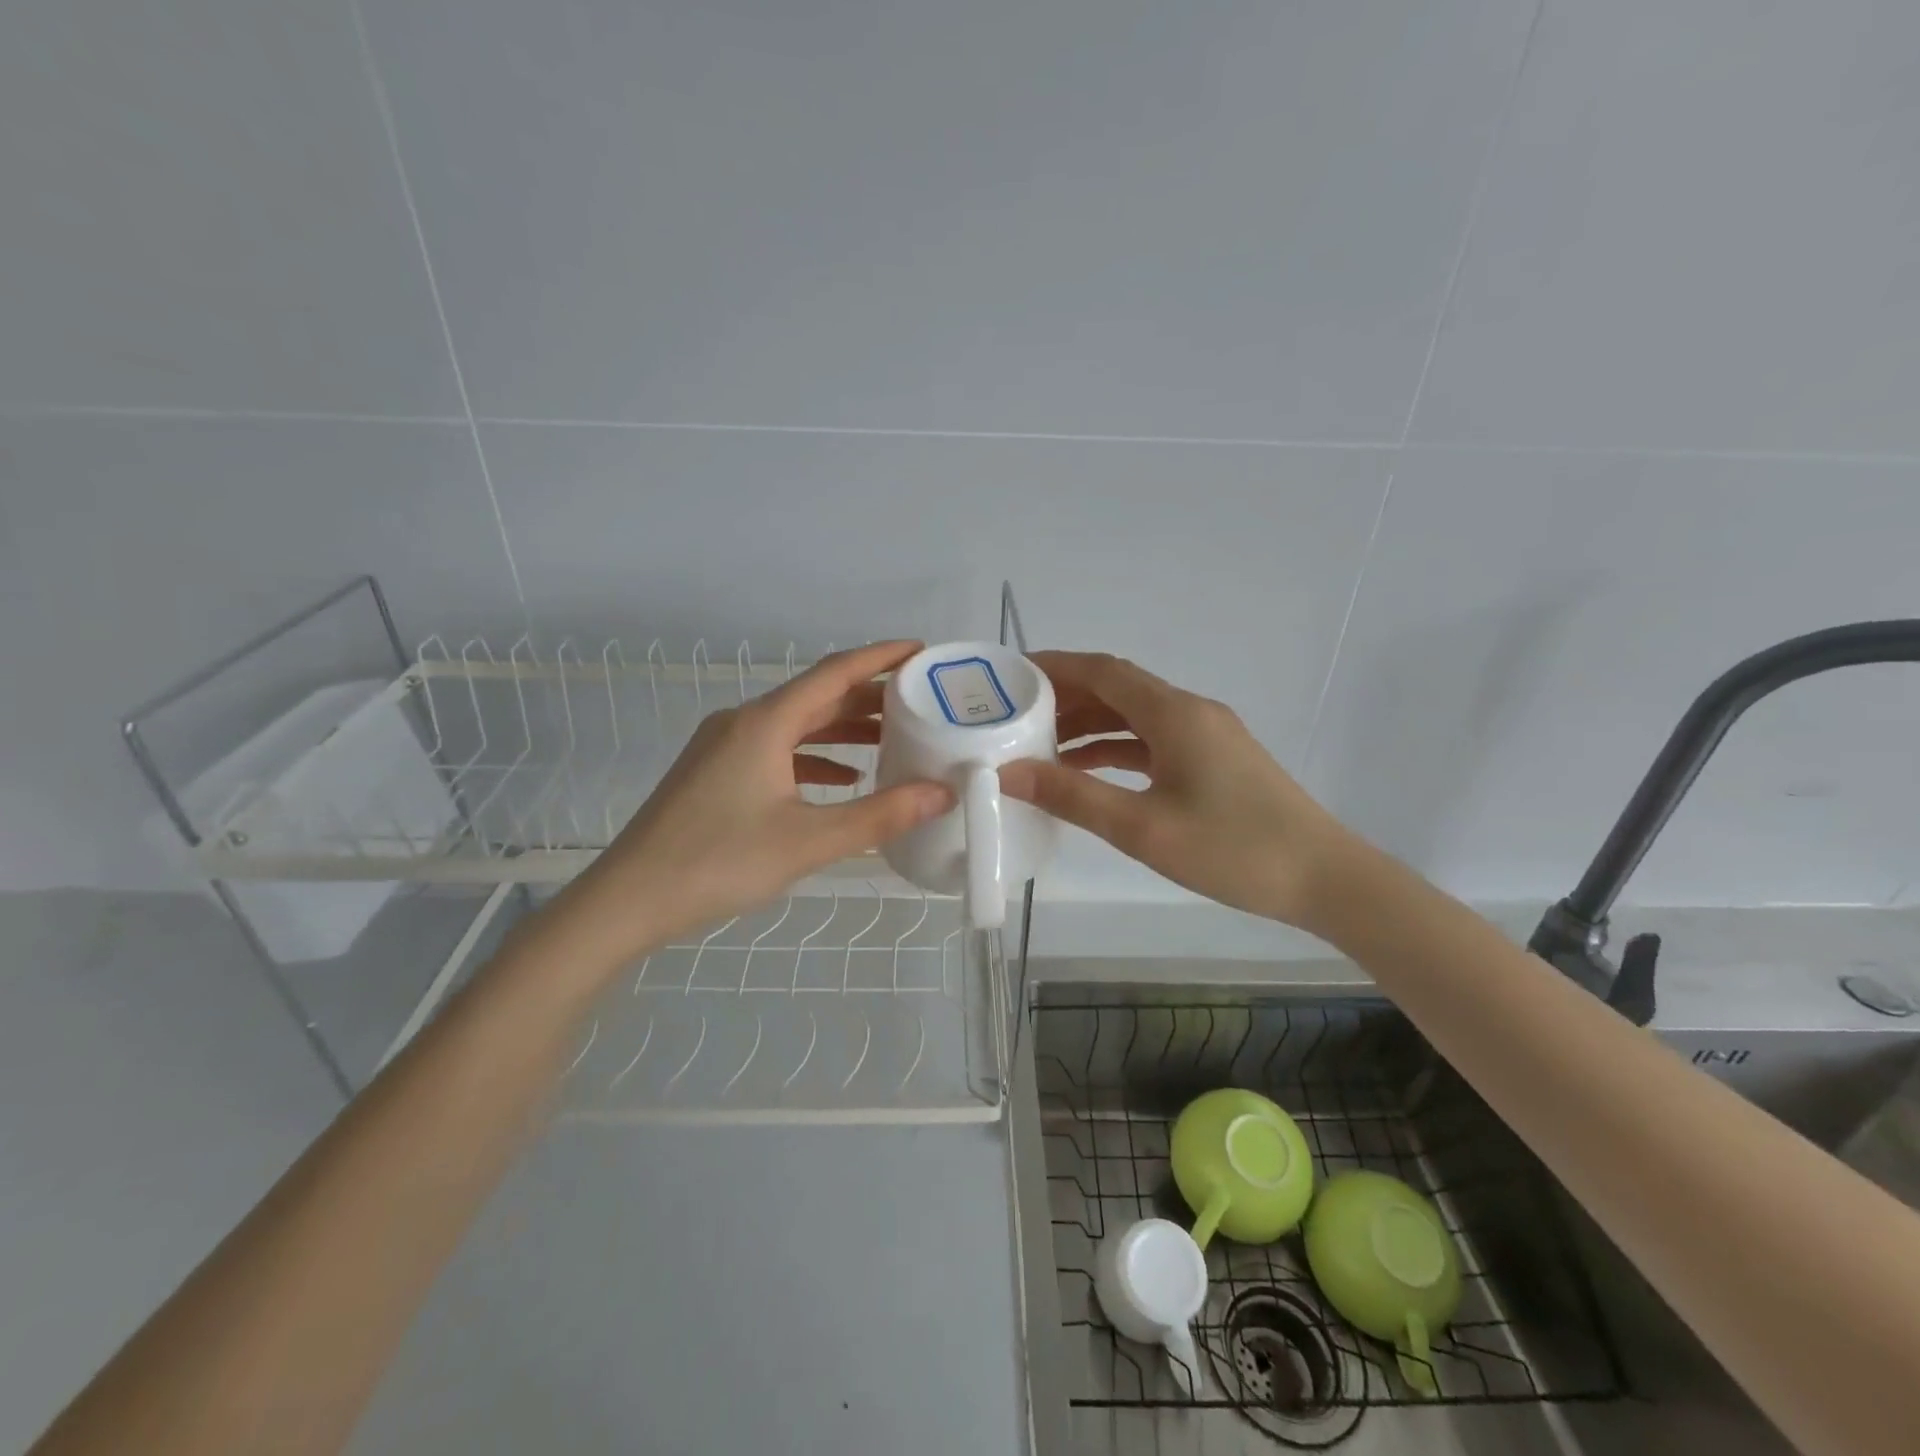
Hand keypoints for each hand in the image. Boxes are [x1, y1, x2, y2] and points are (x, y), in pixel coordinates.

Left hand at [544, 641, 953, 972]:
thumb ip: (880, 816)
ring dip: (842, 729)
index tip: (922, 652)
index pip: (834, 672)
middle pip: (816, 697)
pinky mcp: (715, 772)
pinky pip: (775, 750)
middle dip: (869, 698)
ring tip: (891, 741)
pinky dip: (813, 757)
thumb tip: (942, 793)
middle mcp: (743, 722)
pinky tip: (840, 779)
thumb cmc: (719, 863)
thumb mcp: (809, 841)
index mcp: (765, 723)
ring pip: (796, 725)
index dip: (881, 657)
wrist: (628, 900)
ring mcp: (724, 746)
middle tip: (920, 704)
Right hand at [998, 651, 1349, 927]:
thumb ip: (1073, 796)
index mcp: (1174, 713)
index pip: (1103, 671)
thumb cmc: (1233, 849)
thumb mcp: (1142, 827)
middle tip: (1015, 715)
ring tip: (1041, 746)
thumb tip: (1008, 773)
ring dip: (1089, 725)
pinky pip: (1154, 741)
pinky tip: (1089, 771)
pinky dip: (1117, 748)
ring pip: (1135, 717)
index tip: (1011, 674)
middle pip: (1117, 689)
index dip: (1055, 666)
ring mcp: (1206, 735)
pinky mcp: (1215, 760)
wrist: (1325, 878)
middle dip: (1066, 697)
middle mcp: (1190, 711)